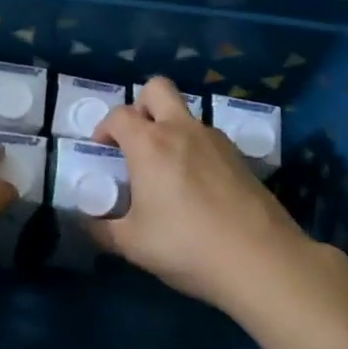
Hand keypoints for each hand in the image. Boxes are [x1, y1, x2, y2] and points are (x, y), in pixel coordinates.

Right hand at [93, 77, 320, 312]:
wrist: (261, 260)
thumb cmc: (186, 245)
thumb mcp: (132, 244)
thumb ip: (102, 228)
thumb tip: (86, 221)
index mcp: (149, 144)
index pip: (119, 115)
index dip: (104, 128)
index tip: (103, 151)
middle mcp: (182, 130)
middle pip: (157, 88)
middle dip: (141, 105)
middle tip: (136, 140)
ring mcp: (216, 140)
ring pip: (186, 115)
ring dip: (171, 129)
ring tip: (168, 171)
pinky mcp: (241, 157)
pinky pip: (209, 139)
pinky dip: (196, 150)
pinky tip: (198, 188)